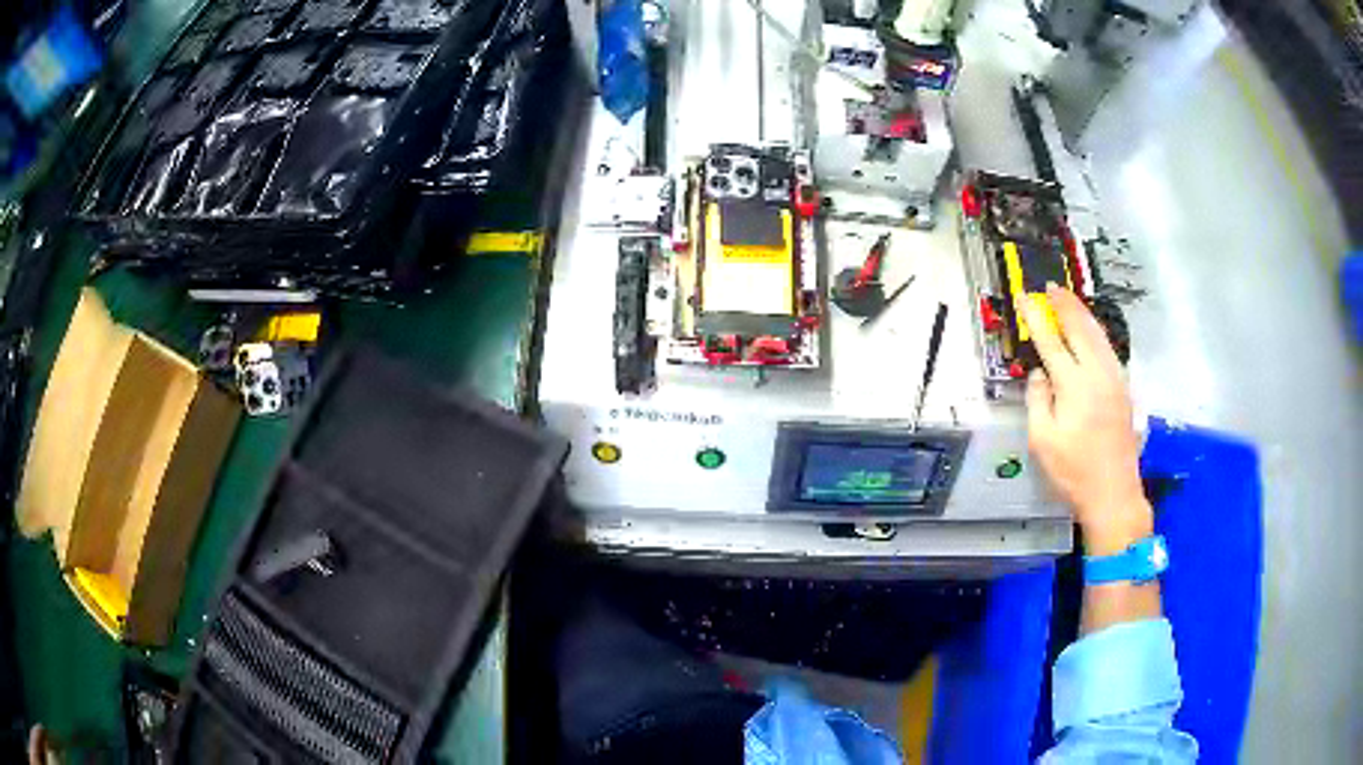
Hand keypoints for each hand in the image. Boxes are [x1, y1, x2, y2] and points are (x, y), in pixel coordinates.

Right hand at [1023, 285, 1151, 555]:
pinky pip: (1108, 349)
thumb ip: (1037, 401)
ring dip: (1082, 313)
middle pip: (1080, 327)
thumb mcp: (1042, 441)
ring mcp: (1115, 379)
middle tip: (1051, 287)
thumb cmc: (1073, 472)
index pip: (1051, 341)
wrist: (1113, 493)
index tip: (1026, 298)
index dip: (1036, 317)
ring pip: (1098, 335)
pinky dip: (1096, 332)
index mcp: (1074, 385)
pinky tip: (1091, 331)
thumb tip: (1039, 373)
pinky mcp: (1123, 389)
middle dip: (1064, 304)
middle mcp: (1097, 374)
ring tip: (1069, 299)